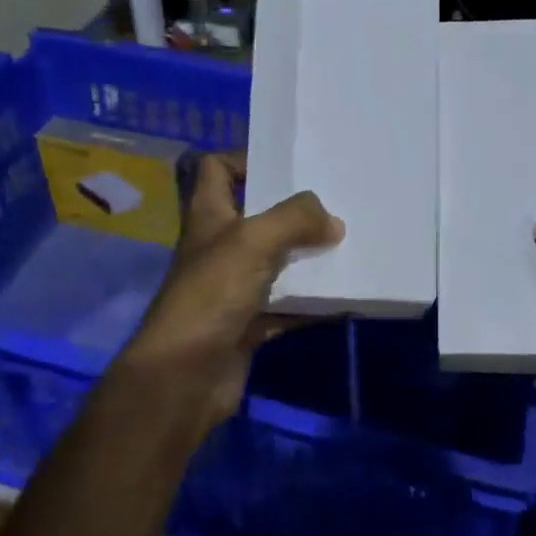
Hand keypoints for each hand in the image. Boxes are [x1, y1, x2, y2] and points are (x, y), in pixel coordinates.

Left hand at [117, 154, 342, 435]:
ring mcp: (232, 289)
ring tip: (349, 247)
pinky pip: (287, 306)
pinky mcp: (248, 324)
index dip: (245, 159)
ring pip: (276, 264)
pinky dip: (312, 303)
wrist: (186, 376)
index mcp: (208, 216)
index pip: (215, 170)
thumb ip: (295, 219)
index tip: (287, 166)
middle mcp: (218, 248)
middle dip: (293, 213)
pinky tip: (345, 299)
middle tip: (336, 206)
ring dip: (307, 259)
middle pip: (256, 218)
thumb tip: (332, 221)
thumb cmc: (212, 294)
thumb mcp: (254, 241)